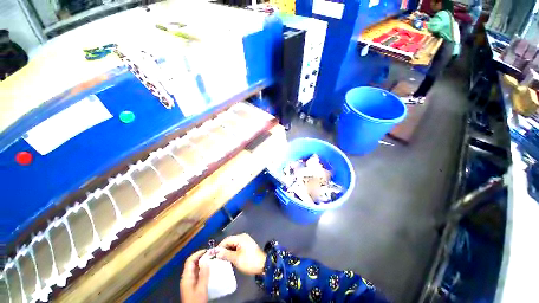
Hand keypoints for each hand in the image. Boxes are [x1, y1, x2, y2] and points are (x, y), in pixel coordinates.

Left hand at [180, 250, 208, 302]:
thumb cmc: (196, 300)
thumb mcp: (201, 288)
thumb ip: (204, 275)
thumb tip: (207, 260)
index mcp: (186, 277)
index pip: (190, 261)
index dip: (197, 254)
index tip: (207, 251)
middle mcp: (186, 277)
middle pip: (192, 263)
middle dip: (201, 257)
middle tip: (211, 254)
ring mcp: (188, 281)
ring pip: (194, 267)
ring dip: (202, 262)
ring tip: (211, 260)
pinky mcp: (192, 284)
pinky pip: (196, 272)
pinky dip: (202, 268)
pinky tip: (208, 269)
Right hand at [217, 233, 266, 275]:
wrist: (263, 265)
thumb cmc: (249, 261)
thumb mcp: (236, 259)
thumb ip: (226, 254)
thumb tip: (217, 253)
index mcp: (240, 237)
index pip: (227, 240)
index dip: (219, 247)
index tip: (213, 255)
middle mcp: (243, 237)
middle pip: (230, 241)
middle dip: (224, 249)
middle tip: (217, 258)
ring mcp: (245, 241)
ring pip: (233, 244)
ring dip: (228, 251)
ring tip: (222, 260)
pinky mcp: (247, 246)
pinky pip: (237, 247)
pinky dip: (233, 252)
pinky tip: (230, 258)